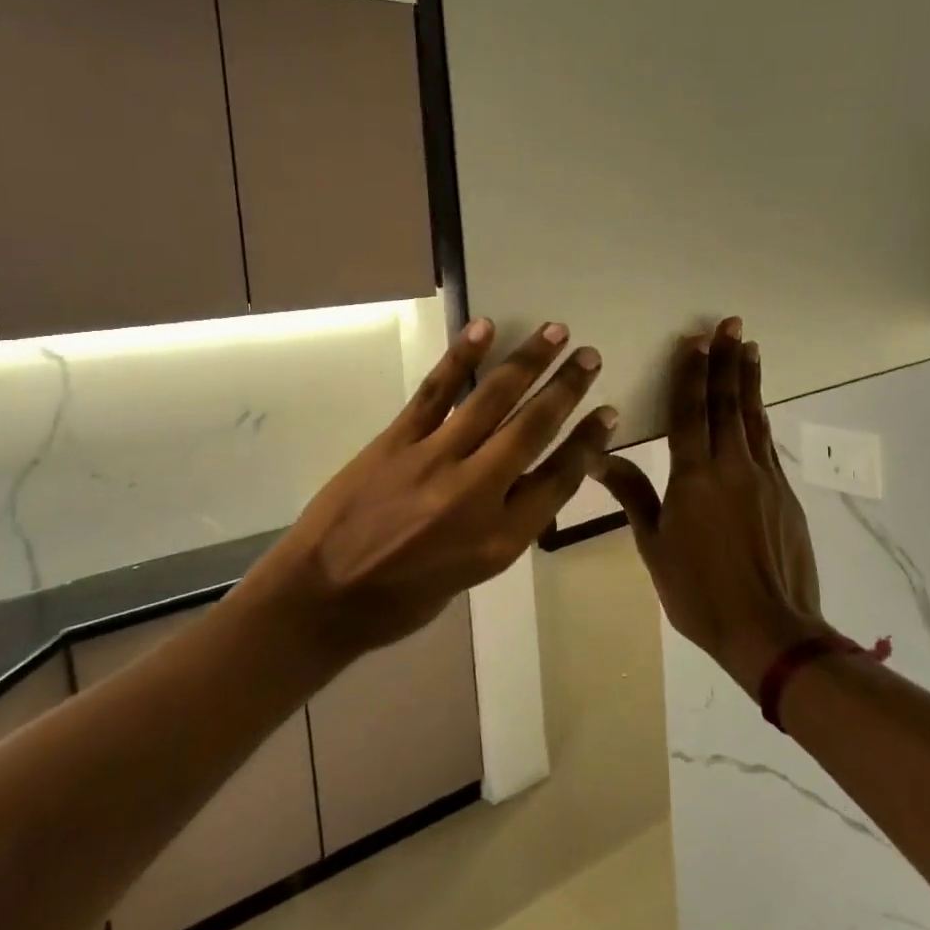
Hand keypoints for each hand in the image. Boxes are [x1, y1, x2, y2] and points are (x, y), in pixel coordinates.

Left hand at [264, 318, 617, 656]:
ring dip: (528, 362)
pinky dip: (461, 358)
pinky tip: (484, 330)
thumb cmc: (401, 599)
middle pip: (533, 429)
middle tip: (590, 356)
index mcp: (500, 539)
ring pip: (492, 400)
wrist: (322, 597)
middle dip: (567, 389)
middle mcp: (476, 494)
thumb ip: (505, 525)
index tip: (607, 412)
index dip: (587, 442)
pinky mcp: (397, 441)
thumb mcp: (471, 575)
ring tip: (556, 333)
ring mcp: (435, 461)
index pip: (559, 479)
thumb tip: (526, 478)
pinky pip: (436, 392)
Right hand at [596, 318, 825, 697]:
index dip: (691, 374)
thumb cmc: (699, 592)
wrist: (770, 631)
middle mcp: (731, 466)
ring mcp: (764, 479)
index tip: (696, 340)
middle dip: (727, 361)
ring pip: (754, 419)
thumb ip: (633, 494)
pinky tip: (759, 411)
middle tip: (732, 325)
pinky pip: (768, 447)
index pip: (690, 412)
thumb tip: (598, 456)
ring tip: (750, 349)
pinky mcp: (786, 497)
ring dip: (750, 382)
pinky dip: (761, 420)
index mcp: (693, 476)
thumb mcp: (653, 546)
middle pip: (728, 403)